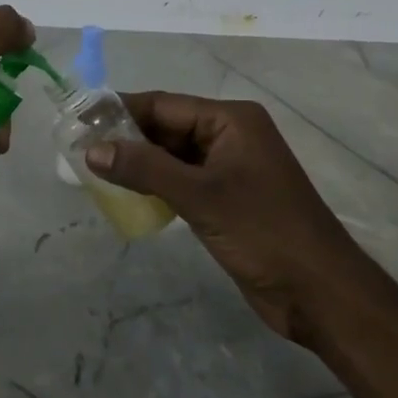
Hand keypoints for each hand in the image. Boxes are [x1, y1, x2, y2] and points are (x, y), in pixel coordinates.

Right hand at [83, 92, 391, 345]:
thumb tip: (92, 150)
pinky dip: (153, 185)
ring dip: (137, 164)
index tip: (78, 120)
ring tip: (92, 171)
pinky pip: (180, 181)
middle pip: (166, 128)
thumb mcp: (200, 196)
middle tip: (78, 150)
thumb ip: (144, 169)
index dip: (120, 110)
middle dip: (125, 138)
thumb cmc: (264, 232)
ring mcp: (228, 169)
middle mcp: (229, 136)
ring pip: (170, 156)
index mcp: (231, 120)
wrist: (319, 293)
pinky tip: (125, 195)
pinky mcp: (225, 199)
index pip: (163, 104)